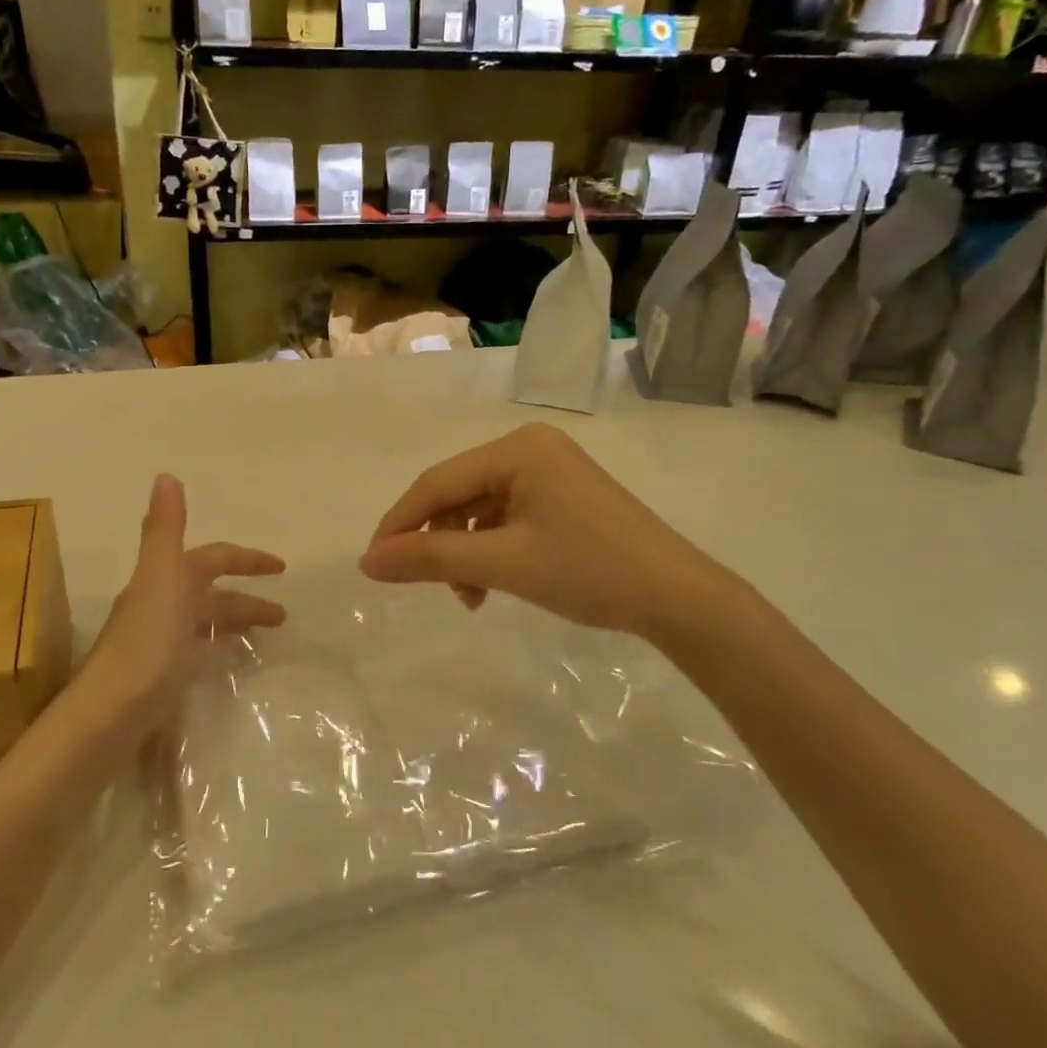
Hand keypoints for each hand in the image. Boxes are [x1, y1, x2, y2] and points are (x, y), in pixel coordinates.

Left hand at [76, 475, 283, 736]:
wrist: (109, 716)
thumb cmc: (145, 645)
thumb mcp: (161, 579)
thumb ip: (165, 529)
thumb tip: (166, 474)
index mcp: (164, 581)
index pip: (213, 559)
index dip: (247, 559)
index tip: (282, 568)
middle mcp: (159, 606)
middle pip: (211, 594)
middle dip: (247, 599)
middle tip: (283, 616)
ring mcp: (158, 644)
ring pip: (205, 625)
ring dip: (235, 625)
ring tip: (267, 640)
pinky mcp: (159, 677)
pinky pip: (197, 654)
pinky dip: (218, 652)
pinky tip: (231, 668)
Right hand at [360, 423, 742, 643]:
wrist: (679, 599)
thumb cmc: (589, 570)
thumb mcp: (503, 564)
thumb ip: (431, 559)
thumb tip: (367, 561)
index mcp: (517, 448)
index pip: (438, 482)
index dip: (399, 523)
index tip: (372, 562)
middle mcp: (530, 449)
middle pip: (458, 494)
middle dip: (436, 542)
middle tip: (419, 585)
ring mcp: (549, 473)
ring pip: (480, 511)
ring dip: (464, 553)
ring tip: (468, 597)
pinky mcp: (562, 499)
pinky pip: (506, 520)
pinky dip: (490, 552)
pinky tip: (490, 587)